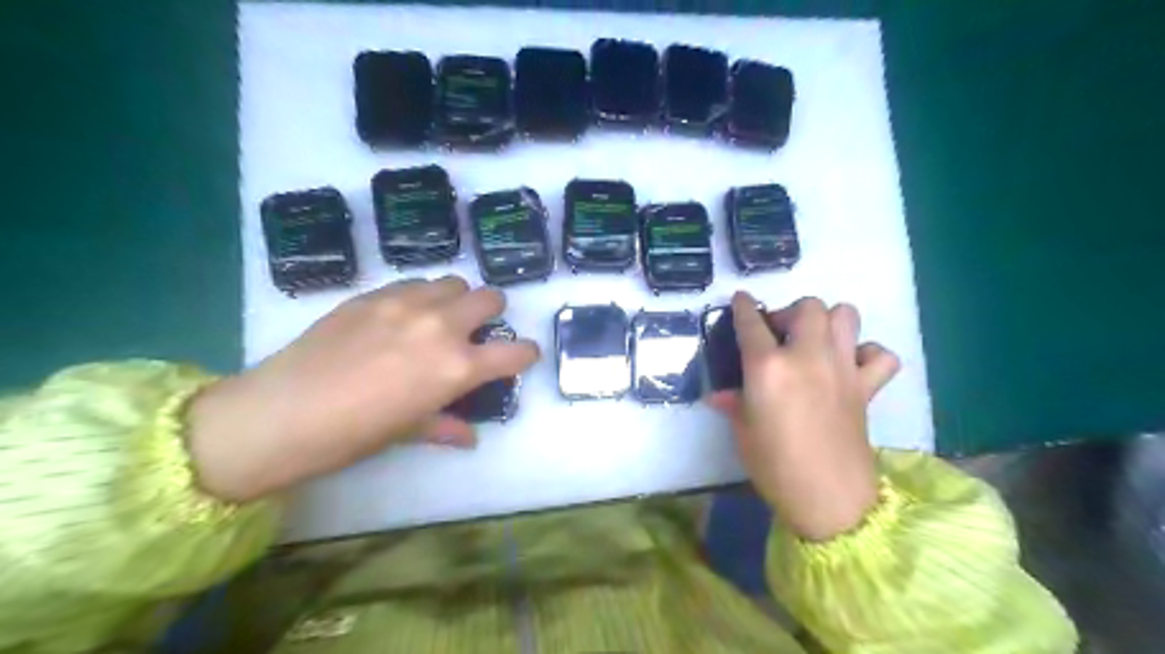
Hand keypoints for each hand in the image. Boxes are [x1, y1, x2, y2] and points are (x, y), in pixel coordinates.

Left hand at [186, 276, 542, 500]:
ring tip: (439, 318)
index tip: (523, 356)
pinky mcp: (374, 294)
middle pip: (490, 298)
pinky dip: (422, 294)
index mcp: (457, 367)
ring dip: (456, 299)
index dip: (526, 354)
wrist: (281, 412)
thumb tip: (469, 437)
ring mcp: (406, 303)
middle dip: (493, 313)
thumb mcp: (408, 431)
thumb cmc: (353, 434)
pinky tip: (402, 315)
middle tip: (478, 330)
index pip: (514, 352)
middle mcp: (441, 326)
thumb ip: (446, 426)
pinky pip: (414, 282)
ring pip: (453, 283)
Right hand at [709, 293, 898, 538]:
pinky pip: (879, 355)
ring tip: (814, 342)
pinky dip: (867, 353)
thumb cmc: (774, 465)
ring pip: (846, 315)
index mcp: (768, 367)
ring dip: (828, 321)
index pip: (752, 322)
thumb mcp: (743, 431)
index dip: (743, 306)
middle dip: (790, 312)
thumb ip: (733, 403)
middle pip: (807, 306)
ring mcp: (843, 369)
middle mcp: (807, 357)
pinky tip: (850, 367)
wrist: (829, 498)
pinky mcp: (867, 387)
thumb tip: (719, 395)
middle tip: (780, 335)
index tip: (741, 299)